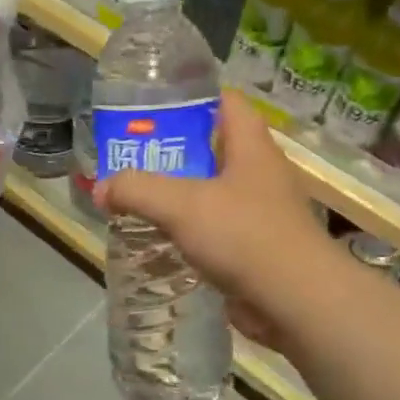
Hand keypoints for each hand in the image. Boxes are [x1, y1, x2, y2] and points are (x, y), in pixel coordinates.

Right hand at [96, 89, 336, 347]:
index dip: (191, 95)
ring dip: (175, 195)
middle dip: (171, 151)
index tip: (151, 104)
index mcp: (251, 148)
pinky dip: (186, 232)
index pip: (226, 101)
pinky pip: (213, 230)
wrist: (298, 303)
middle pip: (212, 148)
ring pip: (210, 192)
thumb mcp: (182, 205)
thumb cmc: (245, 237)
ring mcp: (258, 213)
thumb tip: (101, 189)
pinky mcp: (253, 249)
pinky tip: (156, 241)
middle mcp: (258, 174)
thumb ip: (137, 190)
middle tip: (129, 156)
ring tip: (134, 198)